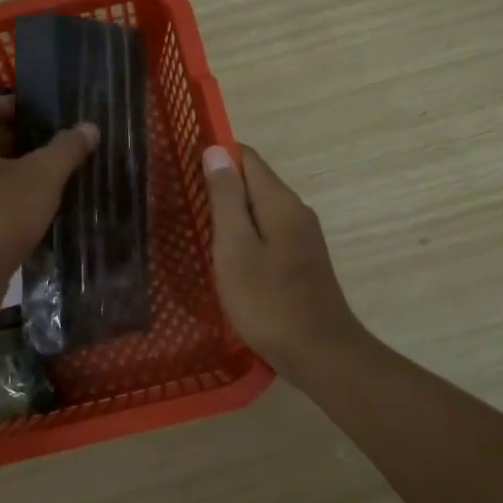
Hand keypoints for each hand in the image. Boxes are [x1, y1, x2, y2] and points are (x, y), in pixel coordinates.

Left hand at [0, 95, 96, 316]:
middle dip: (22, 141)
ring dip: (12, 172)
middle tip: (58, 147)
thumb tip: (88, 127)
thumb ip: (67, 148)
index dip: (23, 108)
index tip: (54, 116)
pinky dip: (0, 197)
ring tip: (50, 178)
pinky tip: (29, 210)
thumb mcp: (42, 177)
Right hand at [203, 144, 365, 380]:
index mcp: (280, 202)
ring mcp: (303, 237)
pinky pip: (268, 232)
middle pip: (255, 182)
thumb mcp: (235, 247)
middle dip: (222, 185)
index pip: (248, 157)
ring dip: (232, 212)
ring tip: (198, 226)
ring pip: (261, 210)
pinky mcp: (302, 261)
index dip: (217, 155)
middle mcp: (296, 211)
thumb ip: (226, 198)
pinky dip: (245, 235)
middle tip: (184, 201)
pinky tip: (227, 256)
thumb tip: (216, 150)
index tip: (184, 166)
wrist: (319, 352)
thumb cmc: (268, 300)